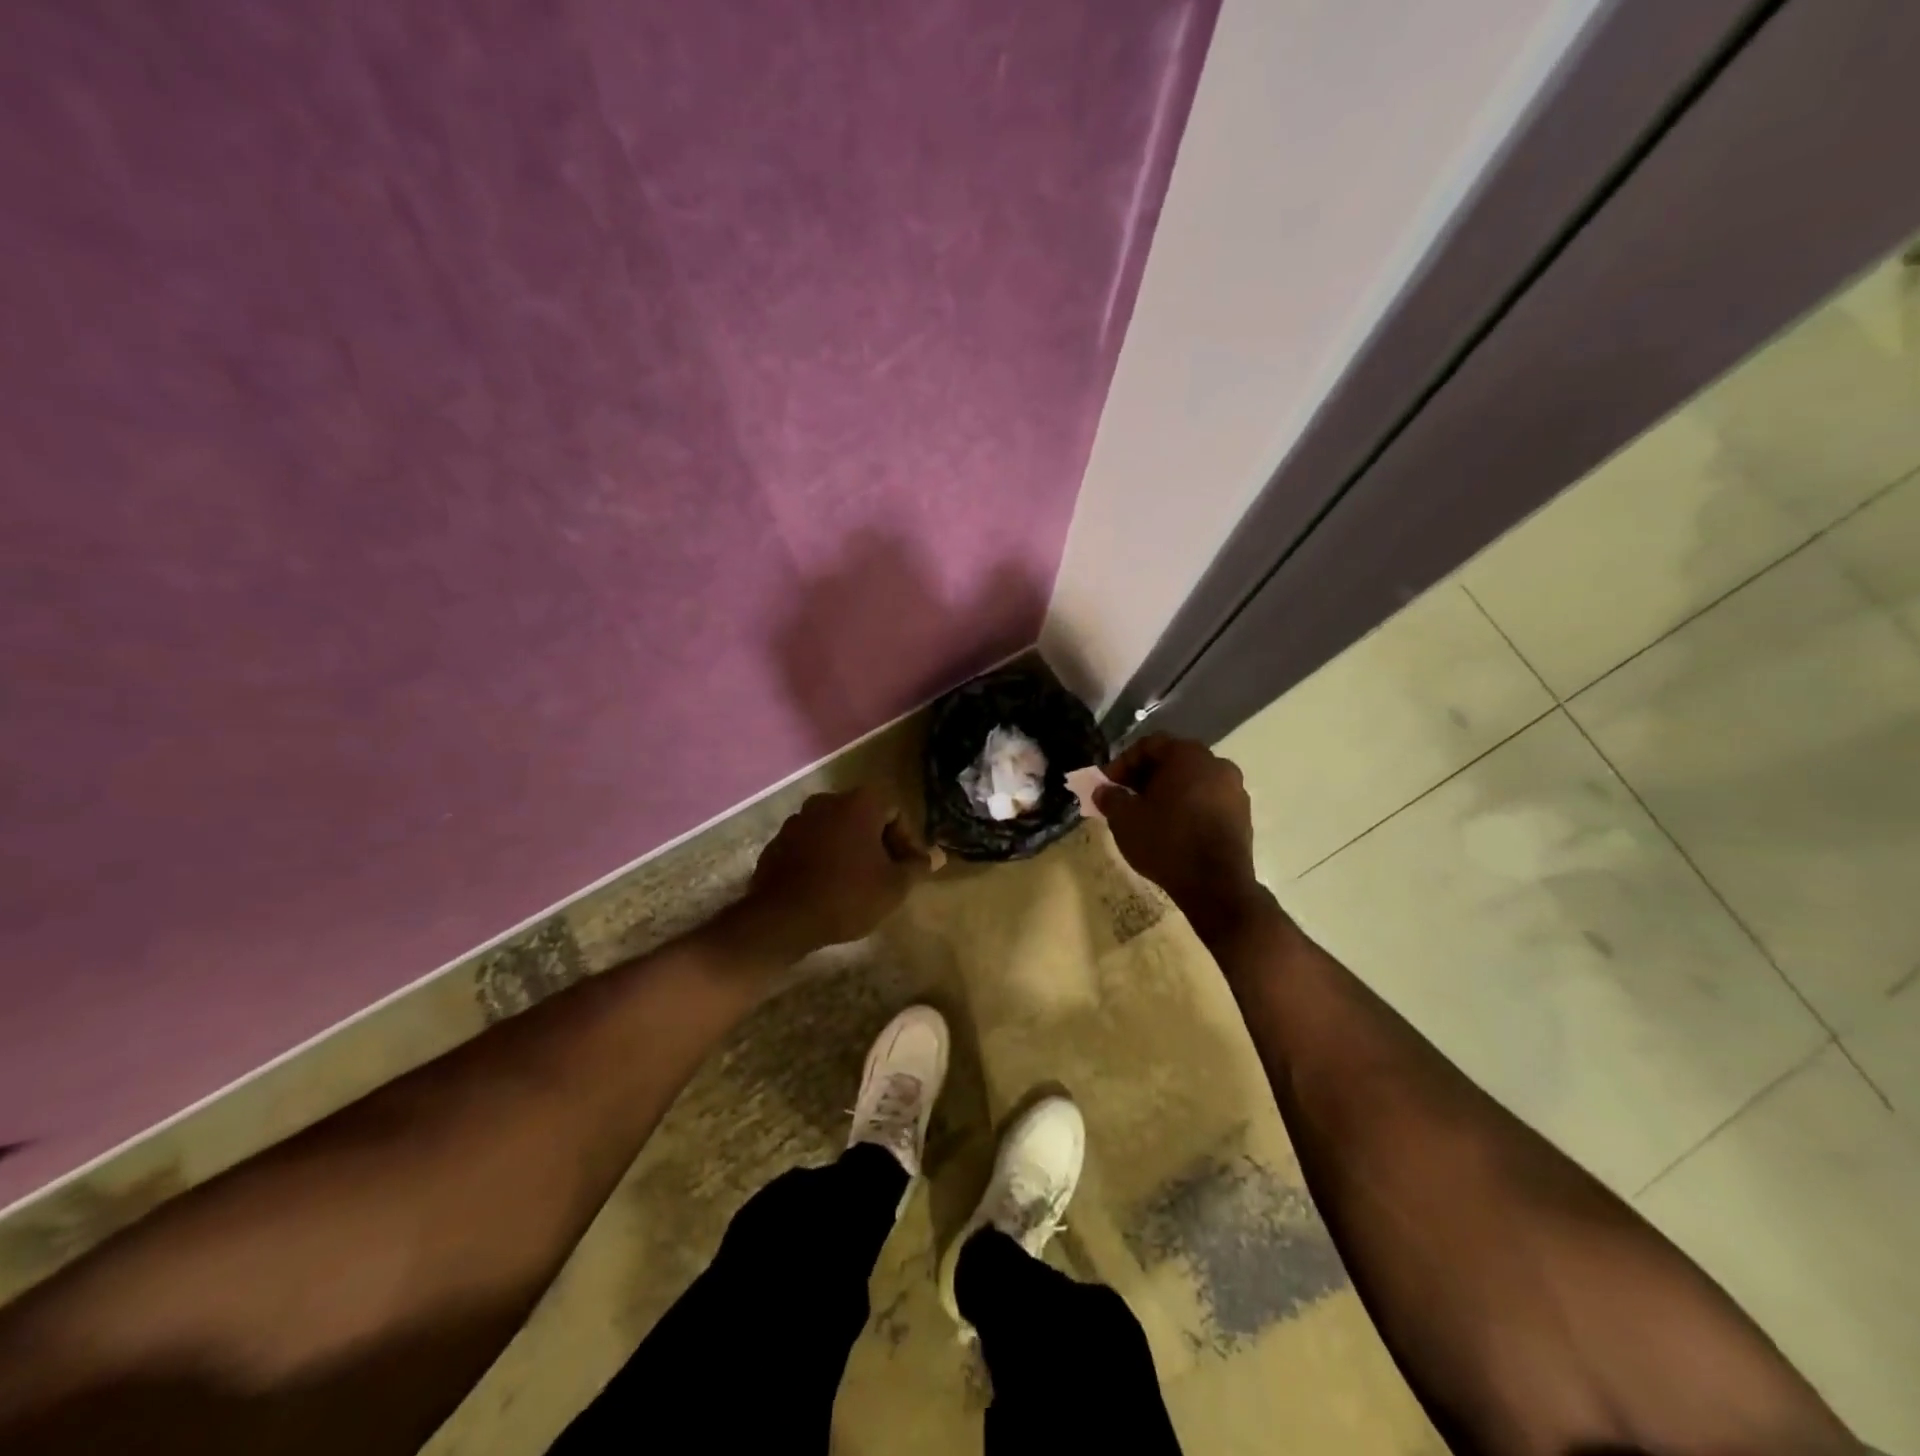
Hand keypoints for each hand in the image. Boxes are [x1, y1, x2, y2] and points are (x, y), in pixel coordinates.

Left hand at [736, 788, 931, 958]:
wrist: (783, 919)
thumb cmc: (848, 895)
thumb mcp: (894, 886)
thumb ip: (917, 866)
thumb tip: (936, 856)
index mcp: (859, 803)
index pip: (895, 812)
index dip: (906, 840)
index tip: (906, 869)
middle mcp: (827, 801)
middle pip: (864, 817)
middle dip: (877, 843)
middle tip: (885, 875)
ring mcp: (798, 820)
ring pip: (835, 829)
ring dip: (849, 849)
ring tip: (855, 882)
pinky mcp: (777, 842)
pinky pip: (810, 844)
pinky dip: (822, 858)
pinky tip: (826, 886)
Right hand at [1096, 735, 1268, 942]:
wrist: (1216, 885)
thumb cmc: (1166, 842)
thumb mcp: (1124, 819)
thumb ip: (1110, 798)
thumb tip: (1103, 790)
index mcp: (1187, 755)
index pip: (1148, 746)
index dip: (1122, 763)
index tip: (1107, 785)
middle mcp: (1216, 763)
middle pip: (1172, 761)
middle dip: (1145, 777)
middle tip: (1124, 797)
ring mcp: (1234, 789)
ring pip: (1192, 781)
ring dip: (1167, 792)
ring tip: (1147, 815)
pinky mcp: (1242, 814)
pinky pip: (1208, 800)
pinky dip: (1188, 806)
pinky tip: (1173, 828)